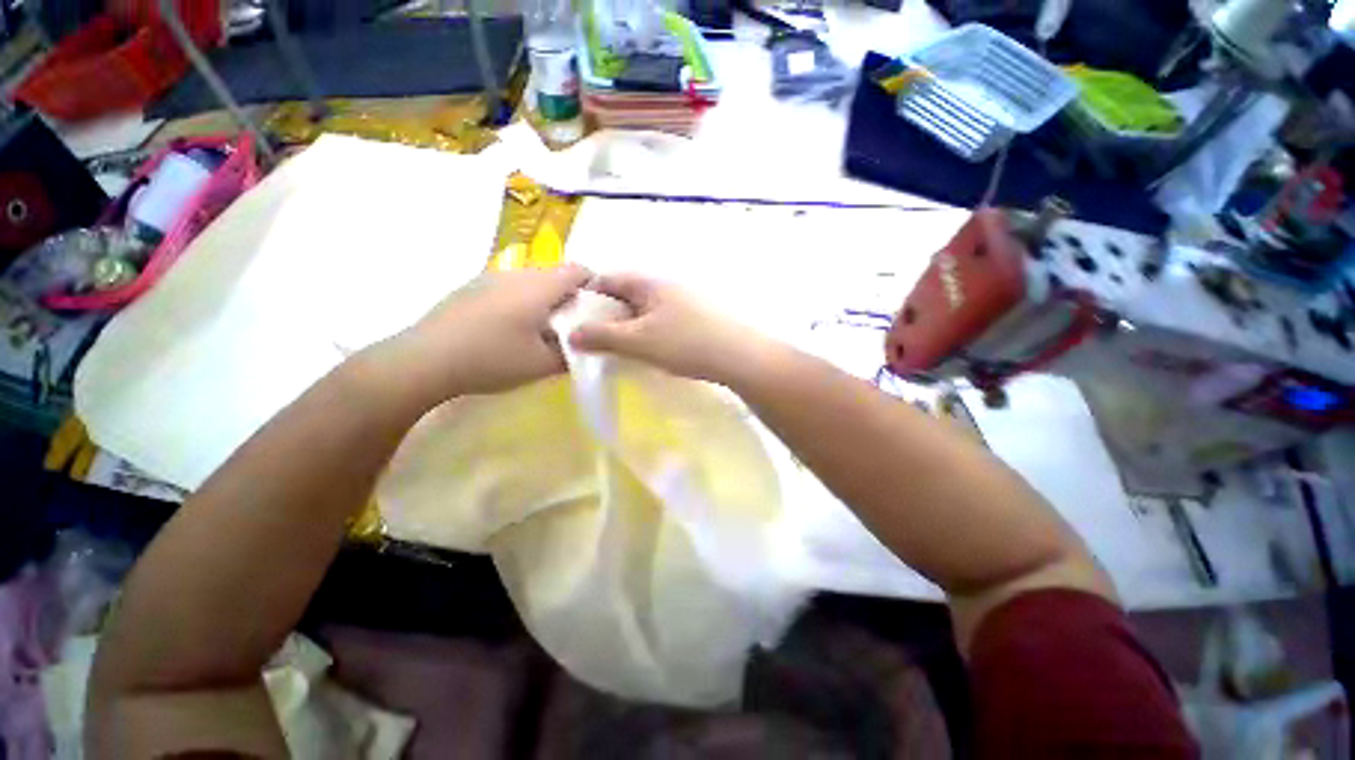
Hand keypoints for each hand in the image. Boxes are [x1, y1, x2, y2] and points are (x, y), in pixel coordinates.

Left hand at [389, 265, 592, 400]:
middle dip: (569, 293)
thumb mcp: (542, 364)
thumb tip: (582, 345)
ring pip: (529, 279)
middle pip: (554, 273)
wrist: (425, 359)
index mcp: (539, 287)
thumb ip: (570, 353)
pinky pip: (508, 286)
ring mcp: (489, 278)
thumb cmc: (492, 359)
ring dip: (544, 296)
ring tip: (541, 326)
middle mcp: (516, 274)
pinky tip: (509, 326)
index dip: (594, 284)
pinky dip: (520, 299)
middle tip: (573, 322)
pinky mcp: (470, 287)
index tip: (598, 306)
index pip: (577, 270)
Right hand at [568, 274, 768, 384]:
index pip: (607, 279)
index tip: (573, 319)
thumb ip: (602, 336)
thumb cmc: (685, 343)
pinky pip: (659, 321)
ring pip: (643, 311)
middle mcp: (664, 286)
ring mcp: (681, 301)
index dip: (586, 296)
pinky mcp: (693, 318)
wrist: (738, 356)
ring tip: (618, 349)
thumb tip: (569, 334)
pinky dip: (647, 333)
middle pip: (624, 295)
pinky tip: (647, 351)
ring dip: (627, 326)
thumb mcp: (638, 340)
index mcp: (648, 283)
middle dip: (606, 315)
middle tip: (593, 340)